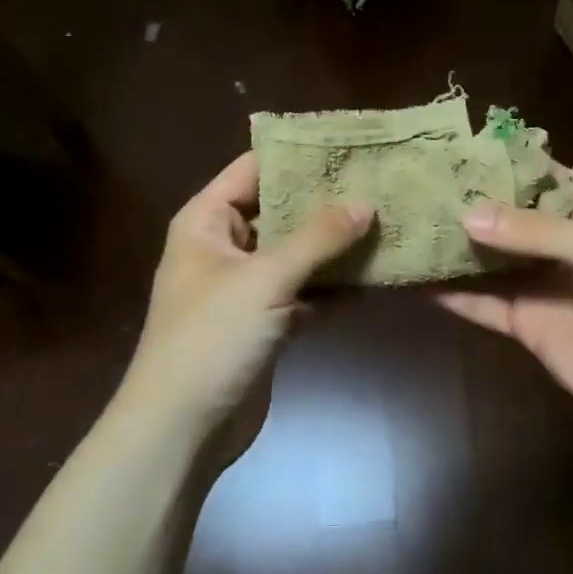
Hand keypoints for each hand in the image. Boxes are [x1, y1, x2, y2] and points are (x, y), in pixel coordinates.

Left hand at [114, 152, 372, 445]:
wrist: (183, 428)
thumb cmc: (211, 338)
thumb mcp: (265, 279)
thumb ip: (318, 238)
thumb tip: (366, 203)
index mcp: (208, 221)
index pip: (254, 168)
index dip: (299, 155)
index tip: (351, 144)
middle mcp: (226, 246)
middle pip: (282, 211)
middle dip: (328, 203)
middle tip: (382, 183)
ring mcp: (247, 286)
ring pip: (299, 254)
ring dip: (337, 247)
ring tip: (389, 223)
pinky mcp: (267, 322)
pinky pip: (306, 292)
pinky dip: (334, 288)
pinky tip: (376, 276)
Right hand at [436, 176, 572, 450]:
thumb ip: (535, 231)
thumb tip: (466, 215)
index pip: (538, 175)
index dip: (500, 163)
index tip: (451, 150)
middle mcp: (557, 242)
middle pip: (505, 217)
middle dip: (466, 203)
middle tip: (415, 185)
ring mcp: (538, 284)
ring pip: (487, 259)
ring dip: (453, 246)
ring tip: (407, 225)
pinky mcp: (523, 323)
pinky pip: (482, 303)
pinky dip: (452, 294)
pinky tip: (415, 280)